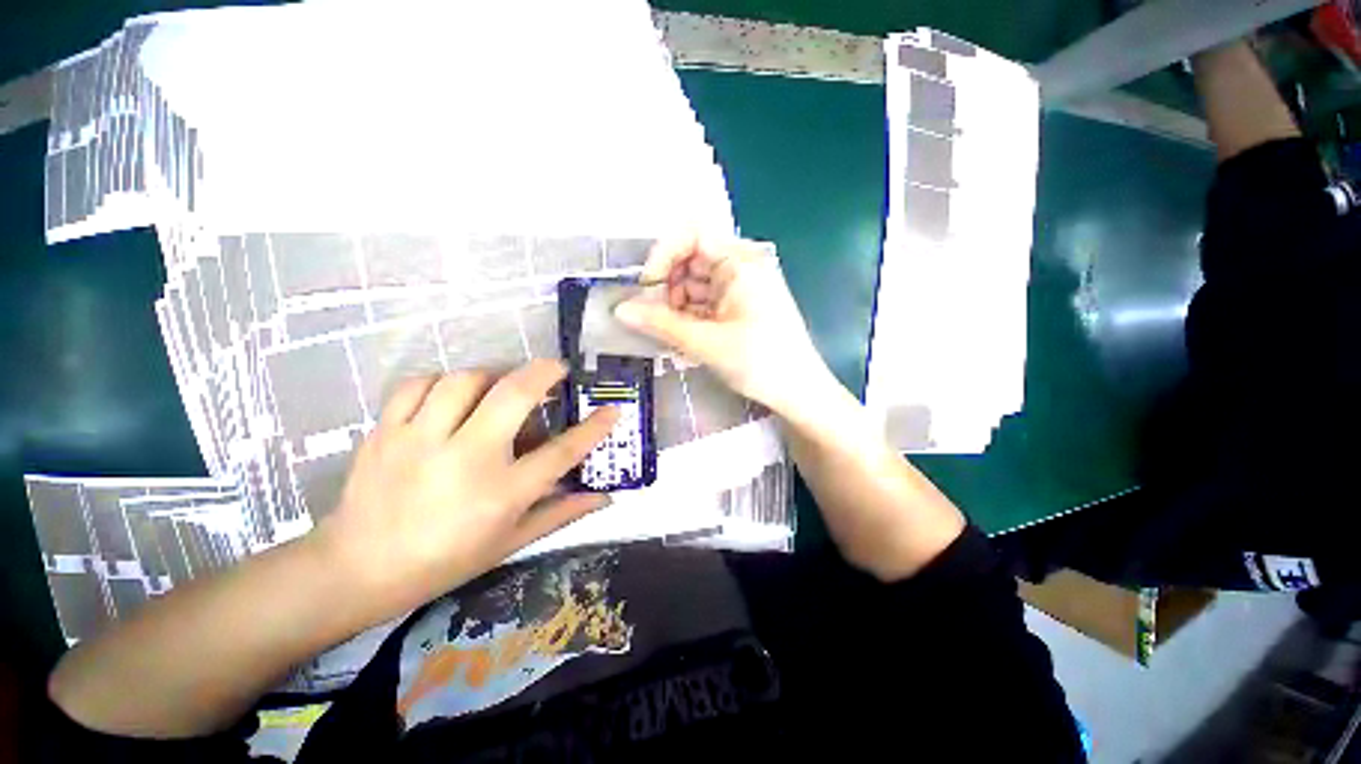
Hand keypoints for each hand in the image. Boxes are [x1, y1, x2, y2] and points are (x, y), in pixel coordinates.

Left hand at [314, 360, 618, 617]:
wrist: (358, 569)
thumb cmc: (445, 560)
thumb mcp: (511, 542)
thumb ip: (562, 513)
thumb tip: (605, 496)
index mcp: (501, 493)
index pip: (561, 452)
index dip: (594, 428)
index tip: (612, 410)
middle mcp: (465, 459)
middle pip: (514, 395)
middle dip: (544, 372)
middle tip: (558, 370)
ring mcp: (420, 441)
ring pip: (465, 380)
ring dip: (492, 376)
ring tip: (501, 386)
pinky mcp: (386, 431)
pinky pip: (418, 385)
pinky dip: (442, 381)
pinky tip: (452, 394)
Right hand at [614, 235, 832, 413]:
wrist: (799, 393)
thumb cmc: (760, 362)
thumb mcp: (706, 342)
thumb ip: (661, 324)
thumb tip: (620, 309)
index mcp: (740, 262)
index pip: (692, 234)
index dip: (663, 254)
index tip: (647, 287)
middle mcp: (740, 267)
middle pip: (690, 261)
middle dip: (667, 288)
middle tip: (655, 320)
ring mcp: (740, 288)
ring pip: (694, 285)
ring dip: (676, 308)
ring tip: (670, 336)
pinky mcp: (737, 308)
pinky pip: (704, 303)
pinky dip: (689, 318)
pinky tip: (684, 340)